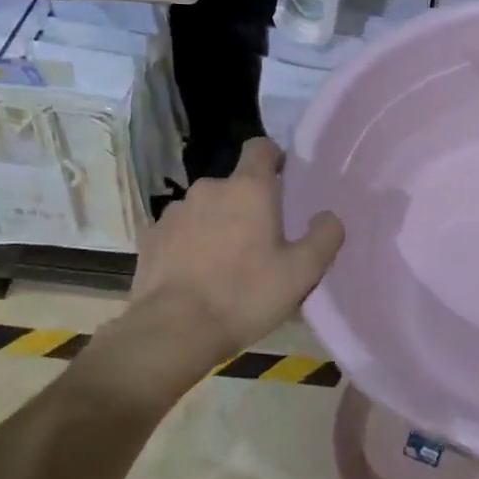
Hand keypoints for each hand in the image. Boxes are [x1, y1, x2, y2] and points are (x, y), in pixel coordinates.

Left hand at [96, 138, 343, 391]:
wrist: (172, 331)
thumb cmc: (245, 295)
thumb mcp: (302, 272)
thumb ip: (325, 237)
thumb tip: (328, 216)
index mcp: (248, 188)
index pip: (261, 147)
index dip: (275, 159)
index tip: (284, 183)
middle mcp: (209, 188)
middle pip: (235, 184)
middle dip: (248, 204)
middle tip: (262, 242)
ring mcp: (175, 211)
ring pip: (206, 208)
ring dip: (218, 224)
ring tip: (226, 264)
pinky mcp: (151, 237)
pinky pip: (180, 231)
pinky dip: (190, 244)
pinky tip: (197, 275)